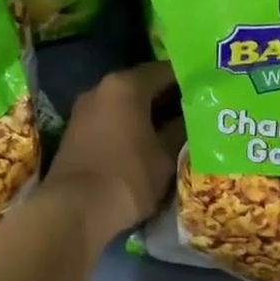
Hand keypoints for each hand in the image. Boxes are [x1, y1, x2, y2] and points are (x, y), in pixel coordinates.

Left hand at [44, 63, 179, 248]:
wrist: (73, 210)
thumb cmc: (127, 177)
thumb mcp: (164, 156)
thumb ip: (180, 130)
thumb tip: (192, 117)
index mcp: (126, 85)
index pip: (164, 71)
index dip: (188, 80)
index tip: (206, 91)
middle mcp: (102, 87)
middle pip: (142, 84)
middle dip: (168, 97)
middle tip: (195, 110)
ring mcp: (85, 108)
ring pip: (125, 102)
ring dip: (147, 112)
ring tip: (173, 128)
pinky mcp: (75, 130)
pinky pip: (110, 117)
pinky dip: (128, 124)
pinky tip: (144, 141)